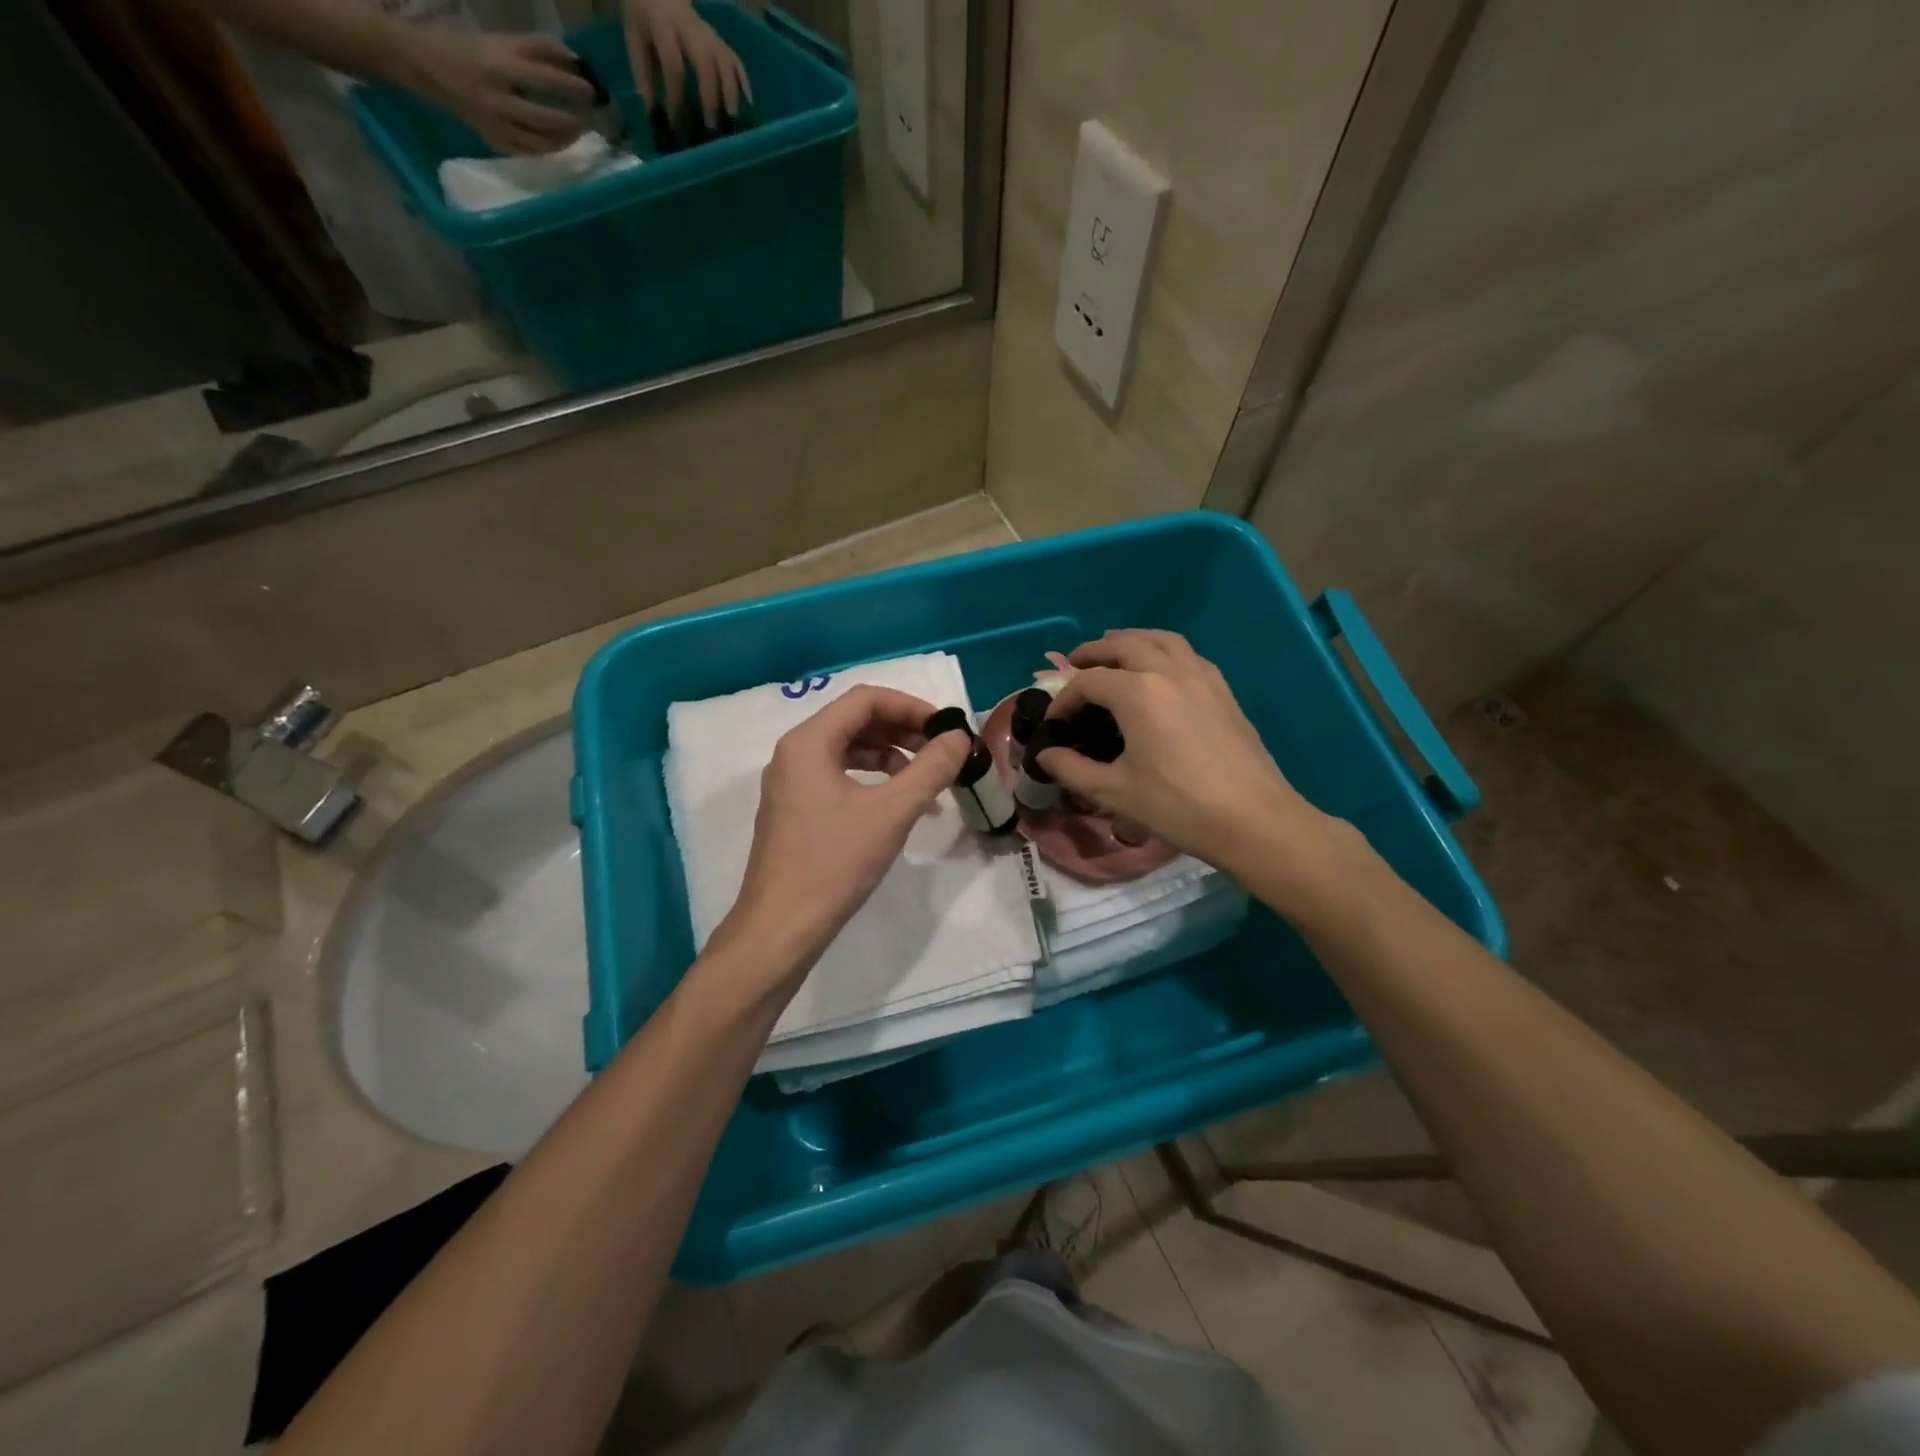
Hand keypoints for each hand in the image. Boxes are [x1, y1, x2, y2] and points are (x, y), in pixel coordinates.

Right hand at [410, 31, 594, 154]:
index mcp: (499, 65)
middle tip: (589, 117)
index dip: (572, 87)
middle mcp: (499, 98)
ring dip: (566, 138)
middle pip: (548, 118)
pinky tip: (559, 141)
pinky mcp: (496, 141)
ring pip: (543, 142)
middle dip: (574, 120)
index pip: (545, 78)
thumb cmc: (472, 50)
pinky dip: (550, 148)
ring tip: (577, 130)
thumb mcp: (502, 41)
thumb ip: (538, 48)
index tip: (591, 91)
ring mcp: (497, 124)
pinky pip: (531, 152)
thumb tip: (575, 60)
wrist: (428, 66)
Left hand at [624, 0, 749, 129]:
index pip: (673, 64)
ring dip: (730, 91)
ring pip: (724, 60)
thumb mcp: (634, 40)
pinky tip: (747, 103)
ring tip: (731, 119)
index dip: (675, 97)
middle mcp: (689, 27)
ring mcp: (707, 31)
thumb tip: (655, 115)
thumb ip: (644, 75)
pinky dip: (743, 80)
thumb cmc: (642, 18)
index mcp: (662, 25)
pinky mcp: (718, 38)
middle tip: (711, 127)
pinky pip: (734, 58)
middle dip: (710, 96)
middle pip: (706, 61)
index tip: (675, 124)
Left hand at [724, 686, 970, 978]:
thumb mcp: (891, 813)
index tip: (946, 728)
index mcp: (808, 742)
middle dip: (902, 730)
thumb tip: (959, 737)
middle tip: (942, 751)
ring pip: (847, 750)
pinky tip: (898, 803)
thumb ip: (930, 769)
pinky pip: (837, 776)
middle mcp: (794, 753)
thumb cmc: (834, 863)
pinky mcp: (795, 809)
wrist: (780, 928)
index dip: (911, 706)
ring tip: (926, 778)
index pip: (865, 700)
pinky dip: (872, 780)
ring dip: (890, 755)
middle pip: (855, 721)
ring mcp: (791, 783)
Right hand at [1037, 630, 1330, 871]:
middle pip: (1123, 644)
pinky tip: (1160, 673)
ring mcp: (1201, 676)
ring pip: (1160, 639)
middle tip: (1073, 667)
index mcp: (1137, 693)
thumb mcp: (1115, 792)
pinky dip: (1163, 651)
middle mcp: (1168, 672)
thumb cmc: (1178, 806)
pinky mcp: (1223, 690)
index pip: (1087, 681)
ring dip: (1131, 641)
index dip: (1064, 700)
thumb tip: (1045, 755)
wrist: (1253, 819)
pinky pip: (1187, 654)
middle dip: (1093, 653)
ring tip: (1114, 654)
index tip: (1054, 723)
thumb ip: (1073, 769)